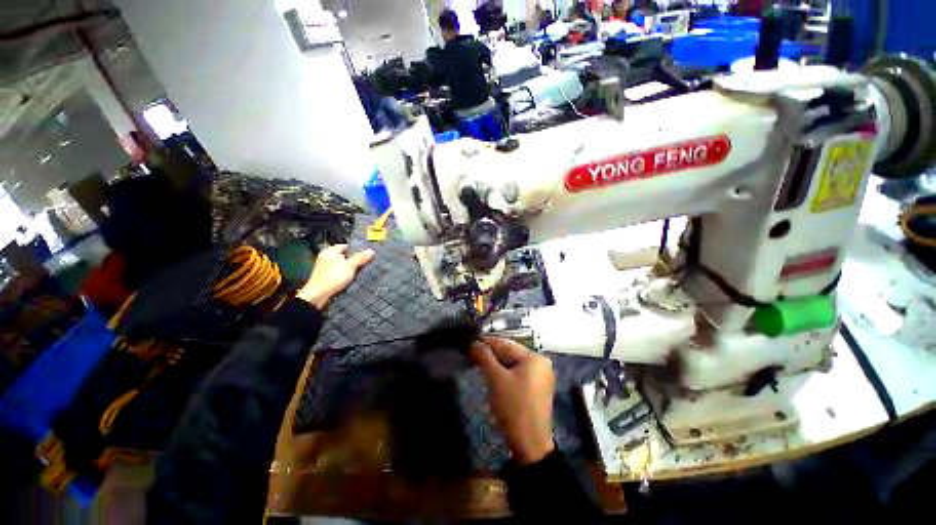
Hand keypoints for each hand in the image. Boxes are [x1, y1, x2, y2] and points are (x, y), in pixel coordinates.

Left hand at [296, 245, 374, 308]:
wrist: (318, 295)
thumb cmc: (333, 277)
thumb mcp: (350, 266)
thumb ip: (360, 258)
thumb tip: (371, 251)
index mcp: (330, 251)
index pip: (346, 246)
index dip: (356, 249)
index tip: (366, 255)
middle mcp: (326, 257)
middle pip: (344, 255)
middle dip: (354, 259)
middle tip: (366, 263)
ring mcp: (325, 267)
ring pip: (342, 264)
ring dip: (350, 267)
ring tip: (361, 271)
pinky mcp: (326, 276)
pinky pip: (339, 271)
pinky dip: (345, 273)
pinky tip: (352, 277)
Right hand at [471, 337, 555, 464]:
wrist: (530, 444)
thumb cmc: (513, 407)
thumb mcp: (496, 379)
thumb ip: (484, 357)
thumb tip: (474, 342)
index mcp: (534, 357)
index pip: (505, 344)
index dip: (486, 342)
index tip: (469, 341)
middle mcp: (541, 362)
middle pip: (510, 352)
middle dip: (491, 353)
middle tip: (471, 353)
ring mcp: (541, 375)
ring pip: (513, 363)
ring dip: (496, 363)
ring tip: (478, 362)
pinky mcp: (537, 387)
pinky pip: (518, 373)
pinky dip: (504, 372)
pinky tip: (492, 374)